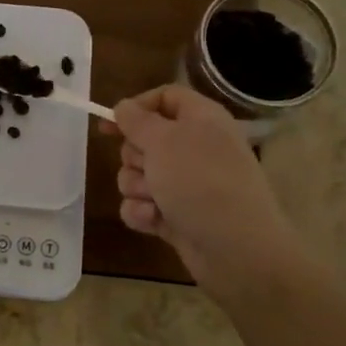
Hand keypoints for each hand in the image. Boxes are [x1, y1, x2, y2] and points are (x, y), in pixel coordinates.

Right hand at [106, 85, 304, 290]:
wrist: (236, 249)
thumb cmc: (200, 182)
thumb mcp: (164, 140)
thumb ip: (137, 120)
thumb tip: (124, 106)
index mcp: (201, 119)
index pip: (165, 97)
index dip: (136, 107)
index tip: (109, 123)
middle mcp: (195, 148)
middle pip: (144, 139)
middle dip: (134, 156)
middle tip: (147, 168)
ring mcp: (186, 184)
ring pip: (138, 175)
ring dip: (137, 188)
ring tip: (155, 201)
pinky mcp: (176, 215)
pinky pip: (142, 205)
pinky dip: (142, 212)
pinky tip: (153, 221)